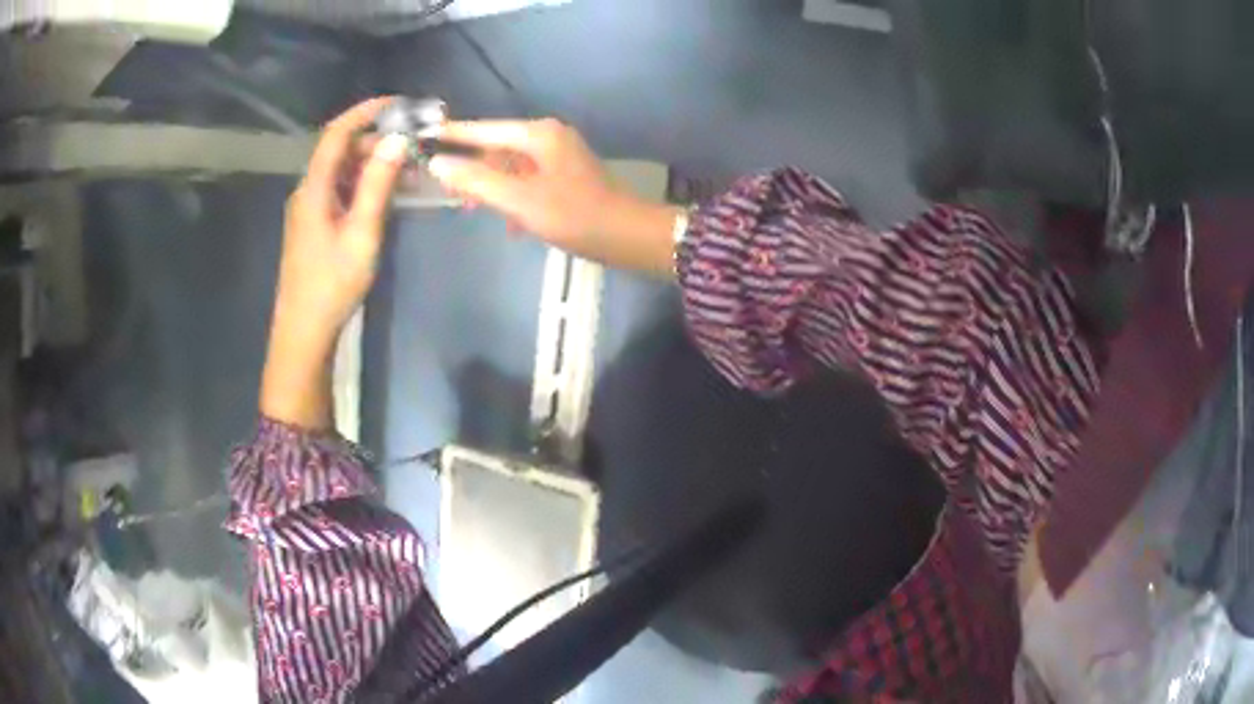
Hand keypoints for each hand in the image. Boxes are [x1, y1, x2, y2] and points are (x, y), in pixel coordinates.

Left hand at [262, 98, 407, 428]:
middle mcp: (307, 191)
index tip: (398, 103)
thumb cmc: (332, 284)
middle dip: (376, 140)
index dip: (364, 112)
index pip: (335, 134)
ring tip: (408, 167)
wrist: (303, 331)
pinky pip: (340, 190)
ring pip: (341, 171)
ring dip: (372, 163)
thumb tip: (397, 141)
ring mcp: (308, 209)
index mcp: (313, 189)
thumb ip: (377, 184)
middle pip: (339, 151)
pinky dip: (363, 183)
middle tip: (413, 142)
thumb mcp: (361, 233)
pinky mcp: (314, 224)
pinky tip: (387, 192)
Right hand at [427, 118, 682, 274]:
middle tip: (446, 190)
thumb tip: (438, 163)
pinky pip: (526, 179)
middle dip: (472, 168)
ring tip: (469, 208)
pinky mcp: (564, 176)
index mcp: (537, 134)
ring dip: (491, 186)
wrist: (627, 236)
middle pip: (496, 146)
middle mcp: (547, 137)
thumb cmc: (573, 215)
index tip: (423, 135)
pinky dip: (513, 197)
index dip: (452, 134)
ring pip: (510, 165)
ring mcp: (558, 156)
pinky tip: (509, 223)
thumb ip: (476, 180)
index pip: (483, 129)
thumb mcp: (519, 199)